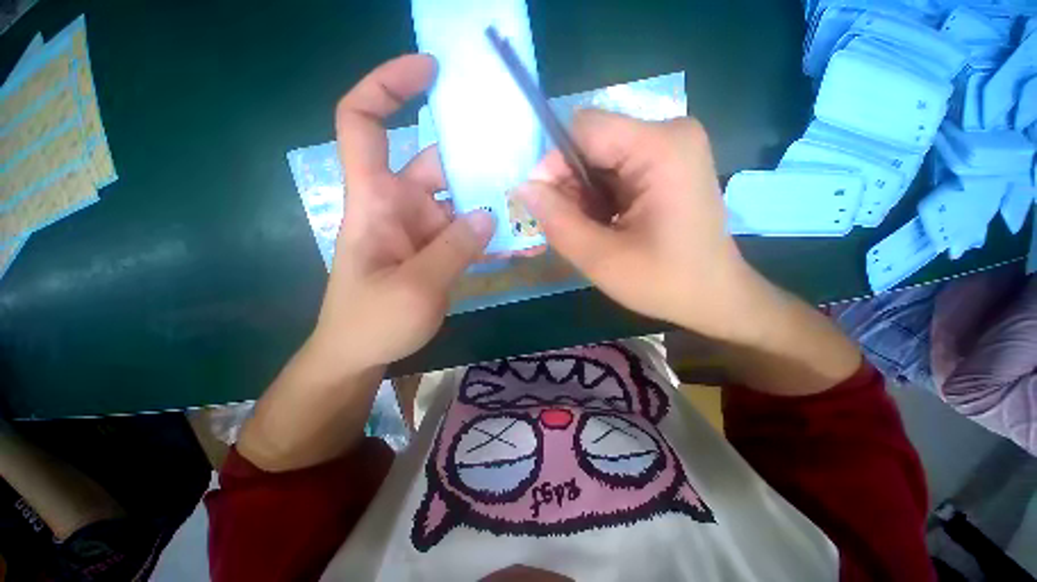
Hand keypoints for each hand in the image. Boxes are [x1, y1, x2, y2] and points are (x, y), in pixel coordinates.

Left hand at [310, 54, 494, 375]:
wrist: (361, 353)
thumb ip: (455, 250)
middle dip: (472, 156)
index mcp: (377, 201)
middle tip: (519, 155)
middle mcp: (400, 206)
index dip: (388, 87)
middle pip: (434, 162)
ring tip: (528, 199)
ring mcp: (422, 229)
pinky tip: (515, 236)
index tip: (430, 72)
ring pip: (458, 199)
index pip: (364, 124)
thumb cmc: (373, 322)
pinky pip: (466, 231)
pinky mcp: (436, 250)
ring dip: (489, 199)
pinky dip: (488, 231)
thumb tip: (488, 215)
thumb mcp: (416, 288)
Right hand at [513, 110, 760, 340]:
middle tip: (572, 228)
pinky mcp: (666, 164)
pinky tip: (608, 226)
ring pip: (599, 160)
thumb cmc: (664, 282)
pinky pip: (614, 171)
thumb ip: (557, 221)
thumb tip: (524, 188)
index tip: (546, 206)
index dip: (554, 164)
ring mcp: (670, 148)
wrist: (714, 296)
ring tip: (594, 232)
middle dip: (571, 186)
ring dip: (584, 196)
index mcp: (660, 147)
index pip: (583, 129)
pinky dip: (600, 199)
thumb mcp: (601, 259)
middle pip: (592, 144)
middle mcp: (669, 134)